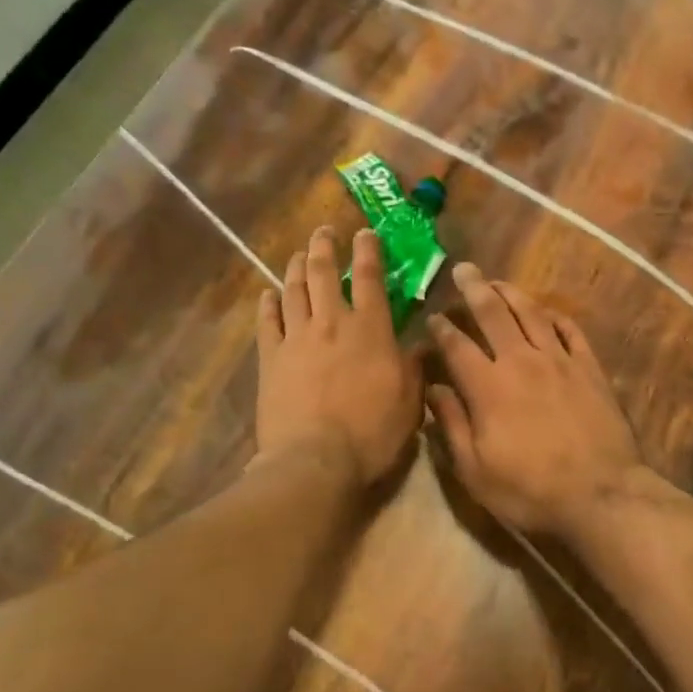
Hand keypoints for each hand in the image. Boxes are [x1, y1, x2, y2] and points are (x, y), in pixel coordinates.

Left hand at [255, 227, 423, 484]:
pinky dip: (268, 303)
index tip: (366, 232)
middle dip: (325, 247)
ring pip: (294, 290)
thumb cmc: (371, 432)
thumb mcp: (410, 401)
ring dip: (296, 266)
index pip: (370, 278)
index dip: (368, 250)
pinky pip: (267, 321)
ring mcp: (297, 338)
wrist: (315, 459)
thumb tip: (425, 341)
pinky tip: (268, 293)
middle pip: (324, 273)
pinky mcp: (271, 358)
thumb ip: (416, 366)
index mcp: (370, 329)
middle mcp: (331, 322)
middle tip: (324, 231)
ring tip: (298, 253)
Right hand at [426, 263, 645, 535]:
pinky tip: (547, 311)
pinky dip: (555, 315)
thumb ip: (451, 425)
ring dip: (512, 292)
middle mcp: (521, 361)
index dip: (441, 328)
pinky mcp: (590, 368)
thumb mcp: (475, 471)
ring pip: (531, 313)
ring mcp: (559, 361)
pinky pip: (570, 330)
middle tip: (464, 269)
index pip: (457, 346)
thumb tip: (434, 389)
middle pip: (493, 314)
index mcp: (488, 387)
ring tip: (498, 281)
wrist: (601, 496)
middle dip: (474, 289)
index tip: (432, 317)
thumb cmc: (530, 491)